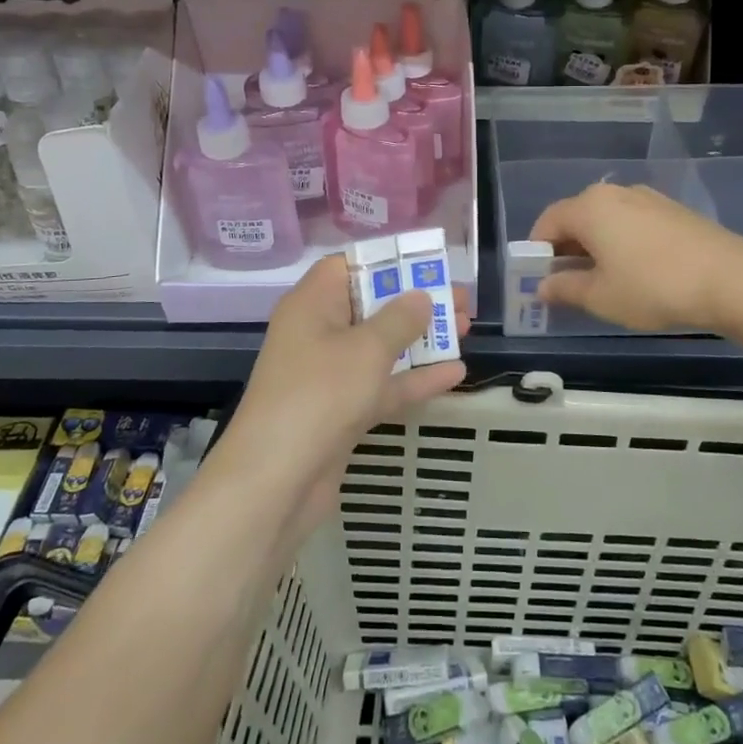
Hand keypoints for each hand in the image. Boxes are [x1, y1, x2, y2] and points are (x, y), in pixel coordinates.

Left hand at [226, 255, 466, 519]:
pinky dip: (414, 379)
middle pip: (371, 305)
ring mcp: (329, 375)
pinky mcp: (341, 412)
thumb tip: (420, 296)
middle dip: (416, 301)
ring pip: (381, 347)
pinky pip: (382, 385)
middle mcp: (318, 333)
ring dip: (421, 339)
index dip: (387, 261)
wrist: (275, 482)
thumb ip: (400, 319)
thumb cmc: (320, 395)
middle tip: (460, 301)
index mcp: (312, 304)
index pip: (348, 266)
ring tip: (467, 329)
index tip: (427, 263)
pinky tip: (456, 373)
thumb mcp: (367, 349)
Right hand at [530, 182, 742, 331]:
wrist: (731, 279)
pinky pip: (631, 223)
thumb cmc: (652, 286)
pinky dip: (622, 244)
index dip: (536, 252)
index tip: (538, 281)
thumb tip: (542, 286)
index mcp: (589, 207)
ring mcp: (647, 198)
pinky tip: (636, 272)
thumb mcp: (600, 296)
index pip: (547, 222)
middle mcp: (615, 193)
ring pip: (606, 221)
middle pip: (576, 218)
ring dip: (595, 247)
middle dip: (565, 250)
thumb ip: (564, 289)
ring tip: (604, 282)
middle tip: (568, 285)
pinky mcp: (673, 210)